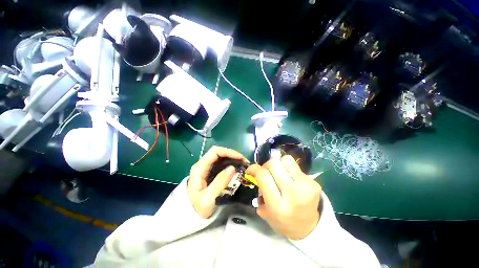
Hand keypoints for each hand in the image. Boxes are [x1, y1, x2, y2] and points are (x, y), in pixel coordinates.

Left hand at [187, 146, 248, 218]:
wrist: (188, 215)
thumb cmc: (197, 208)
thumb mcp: (208, 198)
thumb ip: (219, 182)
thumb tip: (233, 167)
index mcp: (199, 168)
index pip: (215, 152)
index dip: (228, 152)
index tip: (240, 158)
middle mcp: (202, 164)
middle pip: (218, 152)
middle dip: (232, 154)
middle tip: (244, 162)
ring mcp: (206, 168)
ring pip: (221, 157)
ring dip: (232, 158)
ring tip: (242, 164)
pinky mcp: (210, 172)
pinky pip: (221, 163)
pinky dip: (230, 163)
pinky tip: (237, 168)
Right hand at [246, 155, 321, 239]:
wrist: (308, 227)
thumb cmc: (282, 221)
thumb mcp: (265, 212)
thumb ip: (258, 191)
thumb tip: (255, 173)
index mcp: (278, 205)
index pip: (263, 176)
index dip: (254, 168)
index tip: (251, 169)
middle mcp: (292, 194)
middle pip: (274, 164)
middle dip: (266, 165)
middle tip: (267, 172)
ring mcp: (305, 187)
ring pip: (286, 160)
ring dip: (279, 164)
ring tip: (280, 173)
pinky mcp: (314, 183)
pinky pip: (296, 167)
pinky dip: (289, 170)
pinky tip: (291, 179)